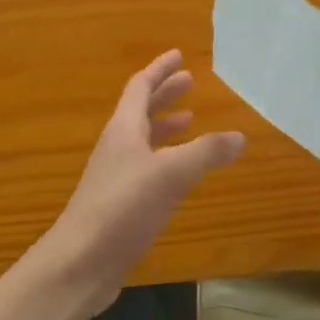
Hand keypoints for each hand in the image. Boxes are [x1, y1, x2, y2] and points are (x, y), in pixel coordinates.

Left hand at [23, 49, 244, 319]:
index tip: (178, 55)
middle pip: (140, 111)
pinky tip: (182, 173)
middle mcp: (117, 147)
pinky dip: (167, 159)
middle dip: (165, 94)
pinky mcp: (120, 204)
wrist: (79, 264)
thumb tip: (240, 136)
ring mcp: (116, 177)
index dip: (159, 70)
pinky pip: (148, 168)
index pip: (140, 88)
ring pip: (144, 140)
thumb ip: (207, 152)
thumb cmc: (122, 207)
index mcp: (124, 130)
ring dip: (166, 126)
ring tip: (192, 121)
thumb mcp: (171, 173)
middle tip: (189, 81)